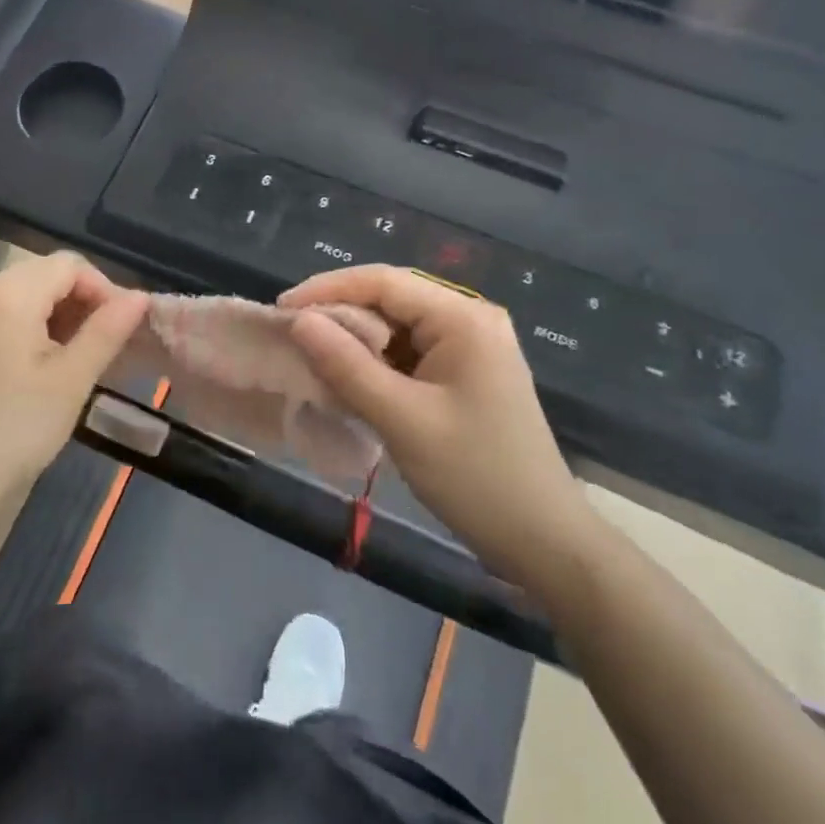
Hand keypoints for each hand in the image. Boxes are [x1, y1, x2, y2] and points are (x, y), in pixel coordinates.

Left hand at [0, 253, 148, 515]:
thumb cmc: (15, 430)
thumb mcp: (72, 380)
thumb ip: (107, 331)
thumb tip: (140, 297)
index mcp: (8, 296)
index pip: (68, 264)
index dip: (103, 289)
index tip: (120, 330)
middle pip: (41, 275)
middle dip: (79, 301)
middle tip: (101, 345)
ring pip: (18, 297)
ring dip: (53, 317)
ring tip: (73, 360)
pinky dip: (24, 331)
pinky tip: (34, 371)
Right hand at [282, 265, 601, 603]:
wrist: (544, 541)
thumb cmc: (475, 476)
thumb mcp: (402, 420)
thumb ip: (346, 366)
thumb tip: (299, 321)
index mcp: (463, 319)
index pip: (383, 282)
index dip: (327, 289)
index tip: (280, 310)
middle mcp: (470, 320)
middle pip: (391, 299)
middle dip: (339, 314)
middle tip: (290, 334)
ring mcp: (471, 347)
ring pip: (397, 326)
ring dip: (355, 340)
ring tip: (310, 357)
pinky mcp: (466, 374)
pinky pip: (410, 353)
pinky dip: (375, 363)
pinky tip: (347, 380)